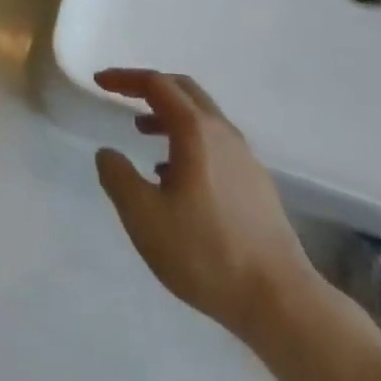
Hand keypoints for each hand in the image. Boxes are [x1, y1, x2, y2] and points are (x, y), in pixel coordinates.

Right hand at [93, 69, 318, 331]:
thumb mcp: (144, 217)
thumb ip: (118, 177)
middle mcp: (223, 133)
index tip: (100, 82)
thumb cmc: (205, 253)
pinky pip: (215, 142)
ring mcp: (245, 157)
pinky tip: (175, 176)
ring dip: (168, 114)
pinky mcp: (256, 183)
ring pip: (201, 117)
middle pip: (183, 90)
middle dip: (149, 86)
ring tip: (142, 133)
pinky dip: (188, 139)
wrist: (280, 301)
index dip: (125, 78)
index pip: (156, 84)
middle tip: (121, 95)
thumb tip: (108, 153)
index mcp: (195, 131)